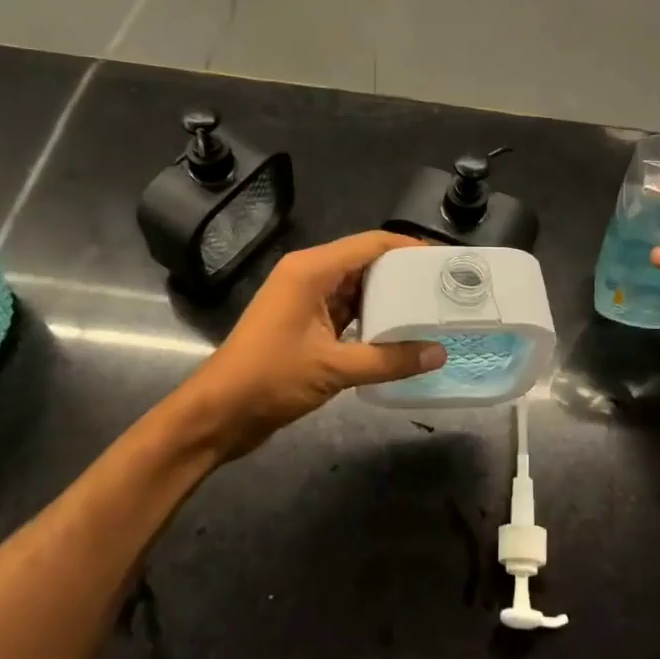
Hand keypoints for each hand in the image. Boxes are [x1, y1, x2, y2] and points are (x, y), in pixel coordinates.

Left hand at [179, 231, 445, 455]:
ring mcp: (302, 299)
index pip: (369, 244)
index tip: (442, 260)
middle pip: (363, 261)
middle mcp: (307, 275)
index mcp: (311, 270)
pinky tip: (396, 332)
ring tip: (427, 307)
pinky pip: (343, 309)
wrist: (218, 414)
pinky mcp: (302, 322)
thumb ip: (388, 360)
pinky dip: (368, 317)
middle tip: (441, 287)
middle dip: (401, 272)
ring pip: (354, 287)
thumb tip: (438, 354)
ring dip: (386, 297)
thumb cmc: (270, 379)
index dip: (407, 248)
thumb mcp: (334, 369)